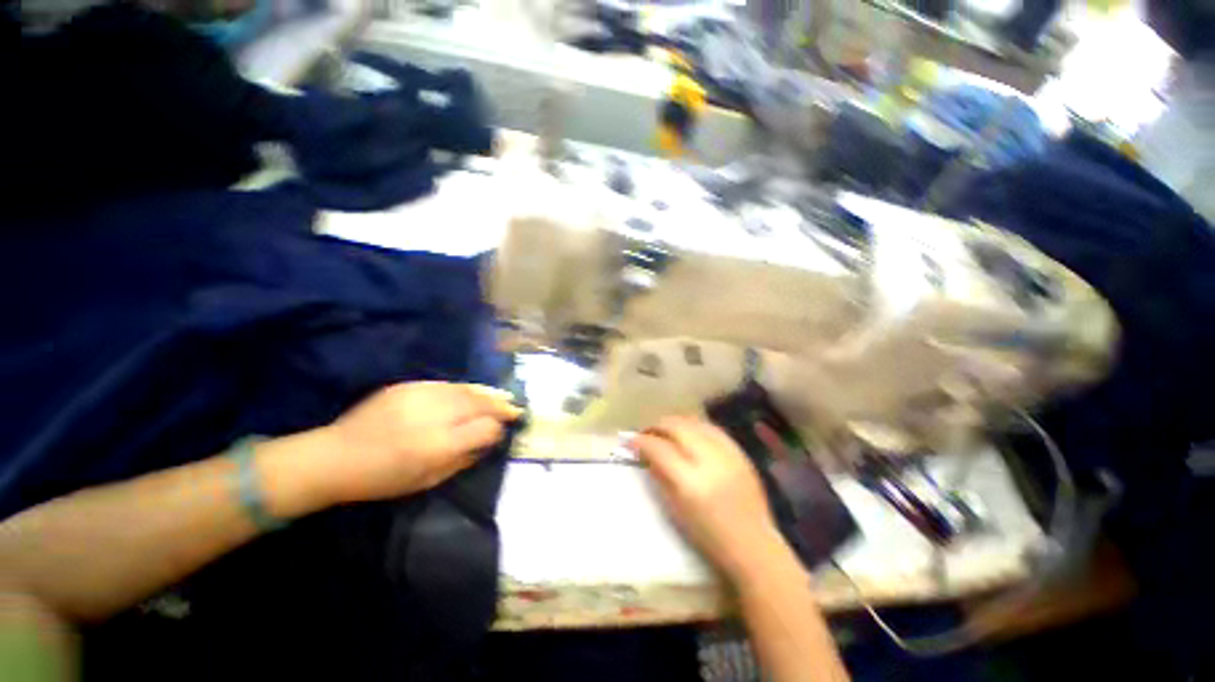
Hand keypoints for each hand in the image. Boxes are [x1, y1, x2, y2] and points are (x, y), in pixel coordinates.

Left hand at [318, 382, 521, 502]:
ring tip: (503, 395)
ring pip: (466, 390)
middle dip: (501, 405)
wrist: (335, 456)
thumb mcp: (426, 481)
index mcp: (439, 445)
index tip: (504, 431)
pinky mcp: (408, 386)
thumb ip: (462, 460)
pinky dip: (466, 388)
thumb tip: (486, 443)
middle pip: (480, 404)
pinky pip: (447, 384)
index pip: (485, 429)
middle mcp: (435, 417)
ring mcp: (421, 397)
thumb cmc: (382, 479)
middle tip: (515, 406)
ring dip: (488, 393)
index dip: (498, 429)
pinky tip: (474, 391)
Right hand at [633, 416, 782, 581]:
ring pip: (695, 422)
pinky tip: (689, 432)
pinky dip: (696, 427)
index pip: (659, 448)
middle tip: (647, 433)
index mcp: (690, 482)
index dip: (641, 441)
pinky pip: (713, 429)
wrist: (753, 545)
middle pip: (677, 427)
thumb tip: (645, 453)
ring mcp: (728, 453)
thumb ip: (659, 475)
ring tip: (666, 430)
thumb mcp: (675, 509)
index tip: (631, 441)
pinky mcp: (740, 452)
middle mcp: (710, 461)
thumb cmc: (709, 535)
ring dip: (676, 423)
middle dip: (657, 426)